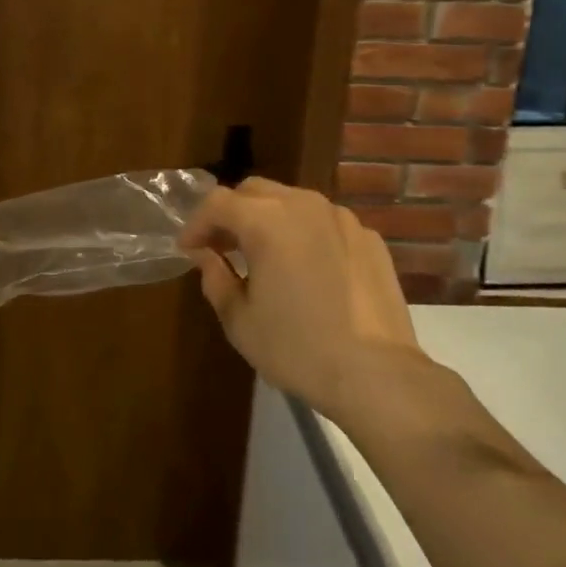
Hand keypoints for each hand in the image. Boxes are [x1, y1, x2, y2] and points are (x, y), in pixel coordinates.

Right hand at [180, 178, 423, 425]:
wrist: (377, 375)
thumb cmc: (297, 348)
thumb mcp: (240, 320)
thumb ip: (215, 277)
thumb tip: (206, 257)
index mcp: (266, 221)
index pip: (217, 202)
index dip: (196, 223)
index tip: (188, 250)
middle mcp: (304, 205)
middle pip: (255, 191)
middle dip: (232, 213)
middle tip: (222, 247)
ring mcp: (342, 218)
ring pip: (292, 201)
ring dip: (269, 219)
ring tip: (264, 255)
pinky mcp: (370, 238)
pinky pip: (325, 223)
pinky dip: (305, 234)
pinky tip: (307, 269)